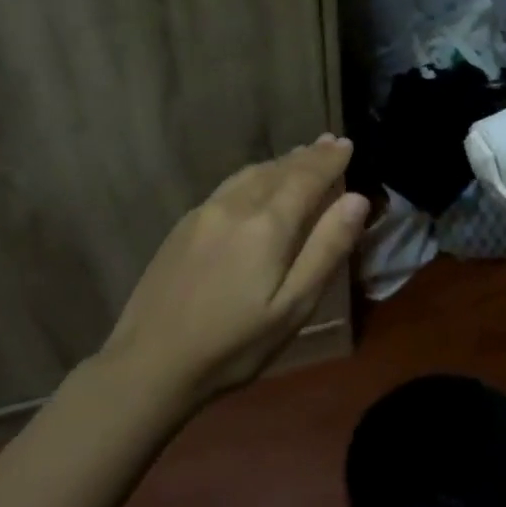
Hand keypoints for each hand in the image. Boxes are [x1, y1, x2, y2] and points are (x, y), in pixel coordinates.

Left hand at [99, 136, 368, 407]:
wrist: (149, 364)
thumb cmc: (234, 345)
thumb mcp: (293, 307)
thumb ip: (326, 249)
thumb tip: (356, 199)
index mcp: (267, 225)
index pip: (306, 178)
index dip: (329, 161)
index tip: (346, 144)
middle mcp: (235, 207)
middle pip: (278, 170)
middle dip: (308, 156)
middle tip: (329, 142)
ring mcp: (204, 213)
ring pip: (250, 174)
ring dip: (280, 162)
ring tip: (300, 156)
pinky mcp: (183, 226)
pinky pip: (229, 186)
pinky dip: (255, 175)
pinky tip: (257, 183)